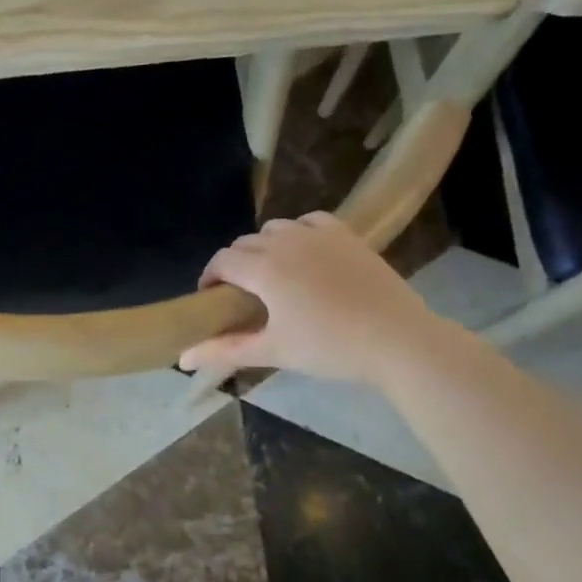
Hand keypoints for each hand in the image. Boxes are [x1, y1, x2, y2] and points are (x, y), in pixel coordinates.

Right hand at [179, 214, 442, 384]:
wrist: (398, 340)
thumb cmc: (329, 347)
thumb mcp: (272, 351)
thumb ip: (224, 351)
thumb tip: (182, 359)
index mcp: (263, 267)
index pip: (222, 261)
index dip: (210, 278)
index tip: (212, 300)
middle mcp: (285, 241)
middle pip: (244, 243)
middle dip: (235, 265)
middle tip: (242, 296)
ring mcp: (319, 234)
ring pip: (275, 228)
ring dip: (264, 247)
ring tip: (272, 275)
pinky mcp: (347, 235)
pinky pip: (309, 221)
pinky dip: (298, 233)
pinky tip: (305, 254)